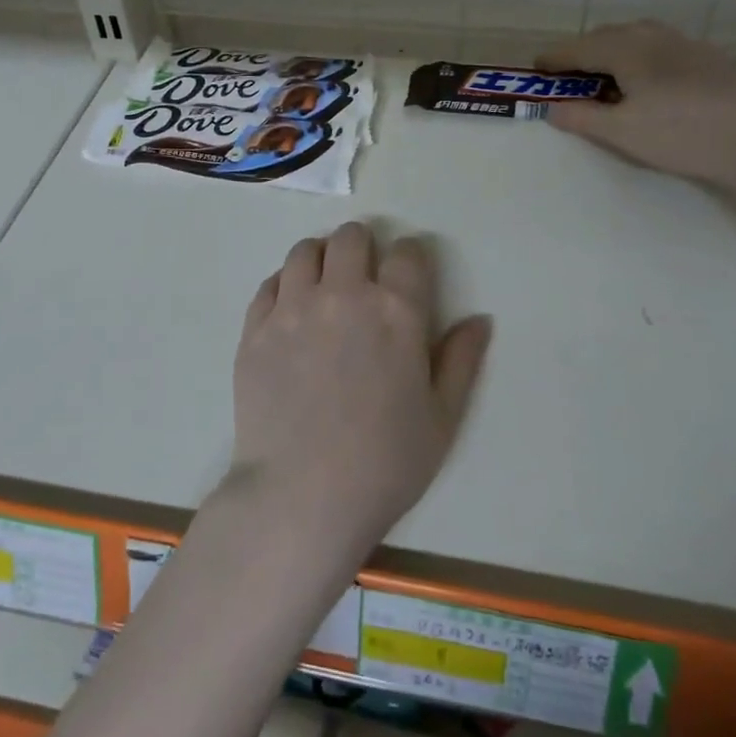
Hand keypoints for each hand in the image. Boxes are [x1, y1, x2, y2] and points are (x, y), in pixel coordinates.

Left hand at [228, 222, 491, 556]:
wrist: (301, 497)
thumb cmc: (384, 464)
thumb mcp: (441, 418)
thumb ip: (461, 360)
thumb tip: (480, 319)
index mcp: (395, 311)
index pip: (407, 252)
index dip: (411, 257)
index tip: (408, 273)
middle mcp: (343, 294)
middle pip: (351, 238)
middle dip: (363, 247)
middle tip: (364, 275)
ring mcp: (292, 308)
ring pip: (304, 251)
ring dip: (321, 258)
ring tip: (324, 285)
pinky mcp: (256, 328)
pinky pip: (269, 284)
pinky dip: (284, 286)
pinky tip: (290, 312)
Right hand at [537, 20, 735, 188]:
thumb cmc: (679, 134)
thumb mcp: (620, 132)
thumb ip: (580, 117)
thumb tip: (550, 108)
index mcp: (626, 49)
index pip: (577, 48)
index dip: (554, 59)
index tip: (536, 69)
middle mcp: (651, 34)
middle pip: (604, 36)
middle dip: (581, 53)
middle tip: (568, 78)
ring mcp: (683, 42)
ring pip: (634, 36)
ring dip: (611, 51)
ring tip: (606, 77)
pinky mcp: (706, 56)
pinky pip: (658, 45)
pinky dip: (639, 56)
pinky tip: (646, 81)